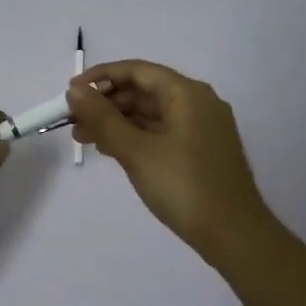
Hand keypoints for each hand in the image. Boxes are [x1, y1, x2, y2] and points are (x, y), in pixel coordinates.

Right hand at [66, 61, 276, 263]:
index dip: (101, 77)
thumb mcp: (136, 151)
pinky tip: (111, 150)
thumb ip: (103, 118)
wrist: (234, 235)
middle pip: (145, 91)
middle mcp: (198, 103)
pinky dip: (135, 136)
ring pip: (152, 114)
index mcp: (187, 93)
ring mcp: (202, 128)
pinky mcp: (201, 151)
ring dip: (117, 122)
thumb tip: (75, 92)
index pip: (138, 70)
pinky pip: (162, 132)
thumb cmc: (183, 186)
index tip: (71, 92)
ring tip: (83, 139)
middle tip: (72, 121)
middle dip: (106, 103)